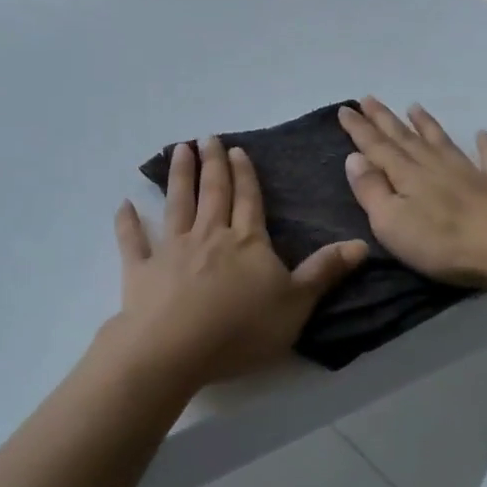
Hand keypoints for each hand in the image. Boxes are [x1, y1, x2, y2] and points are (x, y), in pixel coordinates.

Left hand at [106, 135, 366, 389]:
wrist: (174, 349)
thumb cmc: (241, 329)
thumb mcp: (296, 304)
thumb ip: (325, 272)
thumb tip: (362, 243)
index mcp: (247, 241)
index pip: (249, 200)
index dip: (245, 175)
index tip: (237, 150)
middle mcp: (209, 235)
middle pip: (213, 193)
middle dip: (213, 164)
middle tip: (208, 138)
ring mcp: (172, 249)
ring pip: (177, 204)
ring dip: (179, 177)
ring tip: (180, 150)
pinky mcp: (140, 270)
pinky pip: (133, 241)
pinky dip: (128, 222)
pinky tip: (124, 204)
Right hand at [339, 99, 486, 290]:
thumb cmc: (444, 243)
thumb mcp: (392, 223)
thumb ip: (372, 190)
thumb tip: (354, 158)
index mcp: (407, 176)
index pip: (376, 147)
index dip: (359, 129)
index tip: (345, 108)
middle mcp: (435, 166)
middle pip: (405, 138)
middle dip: (385, 119)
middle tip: (370, 99)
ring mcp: (469, 173)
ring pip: (442, 142)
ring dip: (426, 124)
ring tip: (415, 106)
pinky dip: (486, 146)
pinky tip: (483, 135)